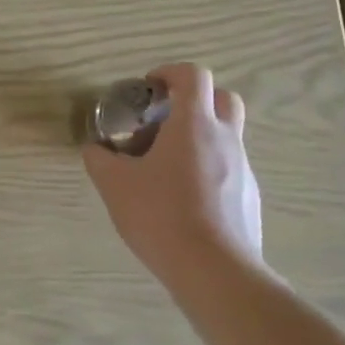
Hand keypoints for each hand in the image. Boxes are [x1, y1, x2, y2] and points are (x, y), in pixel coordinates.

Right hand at [82, 62, 263, 285]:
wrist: (215, 271)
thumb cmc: (161, 216)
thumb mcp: (115, 185)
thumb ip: (100, 160)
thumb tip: (94, 149)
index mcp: (194, 125)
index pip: (193, 76)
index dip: (170, 72)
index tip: (149, 87)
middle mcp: (226, 139)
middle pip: (223, 98)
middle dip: (195, 100)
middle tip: (165, 120)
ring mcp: (244, 169)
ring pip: (226, 137)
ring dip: (198, 139)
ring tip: (164, 169)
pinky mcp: (250, 199)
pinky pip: (229, 169)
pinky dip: (208, 170)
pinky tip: (184, 201)